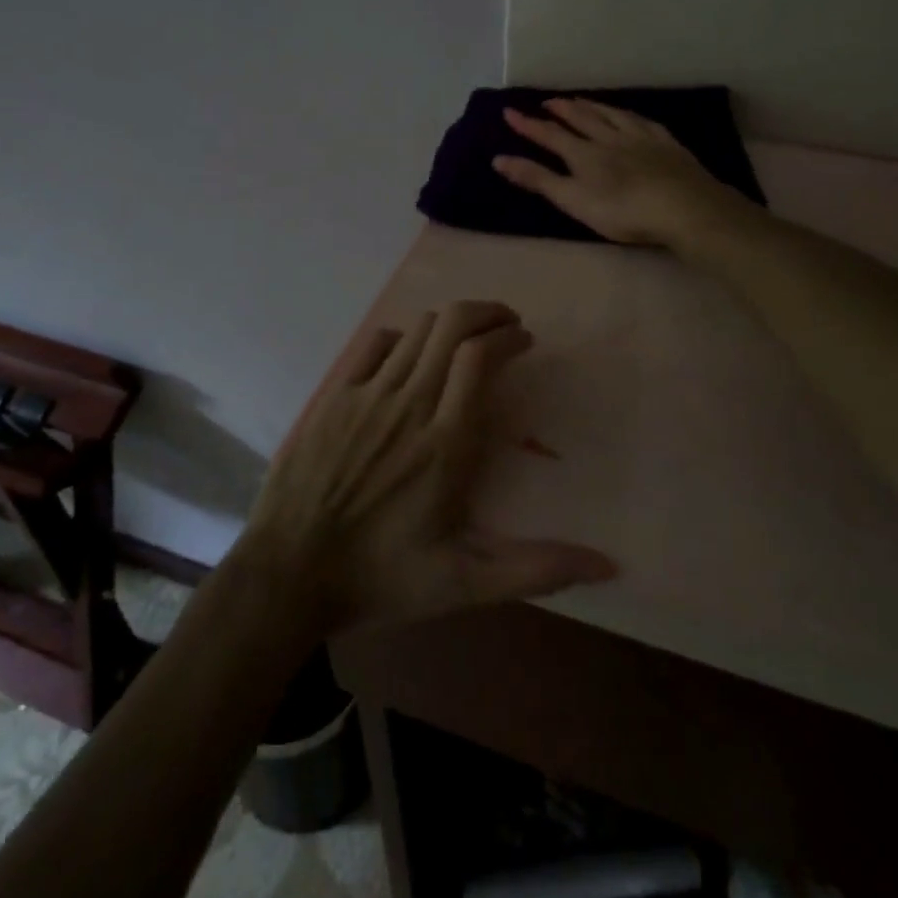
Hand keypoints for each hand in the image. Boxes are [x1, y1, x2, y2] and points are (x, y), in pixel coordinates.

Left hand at [237, 300, 615, 636]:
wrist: (288, 573)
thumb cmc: (381, 577)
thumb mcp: (464, 584)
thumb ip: (536, 569)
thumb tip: (609, 565)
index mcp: (446, 441)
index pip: (481, 357)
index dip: (508, 337)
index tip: (524, 341)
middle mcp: (409, 404)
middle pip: (452, 325)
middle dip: (487, 313)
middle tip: (506, 324)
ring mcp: (367, 395)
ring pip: (418, 329)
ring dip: (450, 323)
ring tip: (467, 337)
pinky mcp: (335, 396)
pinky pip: (375, 344)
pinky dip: (403, 338)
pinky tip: (410, 355)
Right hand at [494, 99, 747, 245]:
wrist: (683, 207)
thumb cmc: (623, 211)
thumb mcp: (573, 200)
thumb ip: (537, 179)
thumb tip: (498, 159)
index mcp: (583, 154)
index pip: (550, 135)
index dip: (528, 125)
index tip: (509, 112)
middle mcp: (609, 137)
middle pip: (581, 118)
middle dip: (561, 110)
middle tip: (547, 101)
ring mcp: (640, 137)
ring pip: (610, 114)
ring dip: (592, 106)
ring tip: (580, 100)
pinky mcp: (666, 143)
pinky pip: (641, 121)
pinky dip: (627, 114)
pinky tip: (629, 115)